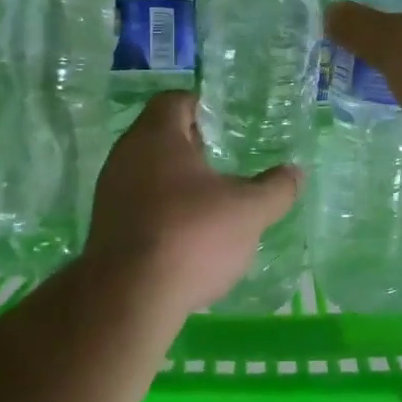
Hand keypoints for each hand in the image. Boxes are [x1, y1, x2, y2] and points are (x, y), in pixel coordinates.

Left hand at [82, 92, 301, 317]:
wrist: (128, 300)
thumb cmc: (191, 236)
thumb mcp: (249, 211)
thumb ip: (276, 188)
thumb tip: (296, 172)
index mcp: (156, 136)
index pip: (176, 100)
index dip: (204, 106)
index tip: (229, 124)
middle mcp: (125, 155)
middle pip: (161, 135)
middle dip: (194, 145)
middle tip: (228, 159)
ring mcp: (110, 192)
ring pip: (149, 171)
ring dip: (178, 180)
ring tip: (213, 199)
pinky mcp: (105, 227)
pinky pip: (139, 203)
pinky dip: (164, 208)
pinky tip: (189, 232)